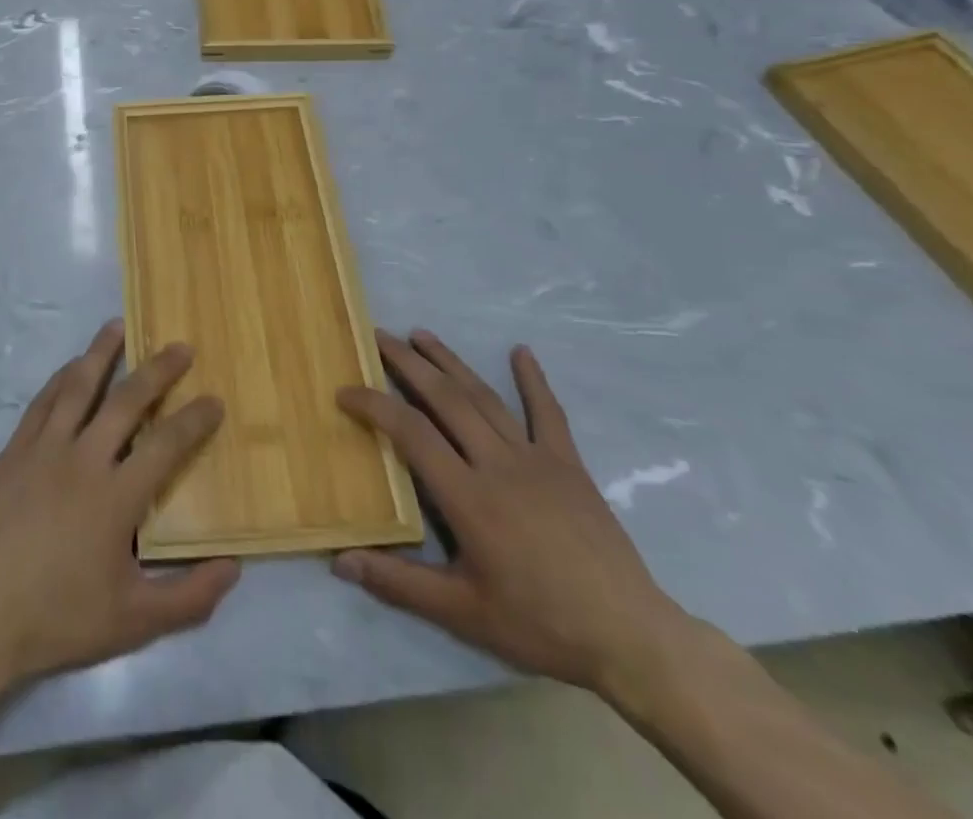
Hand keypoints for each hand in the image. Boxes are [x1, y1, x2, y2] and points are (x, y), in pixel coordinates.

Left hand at [0, 320, 240, 688]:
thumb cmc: (60, 617)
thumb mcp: (134, 621)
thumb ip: (189, 597)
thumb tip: (233, 568)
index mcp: (116, 496)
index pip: (166, 444)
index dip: (194, 420)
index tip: (215, 400)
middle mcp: (83, 459)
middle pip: (126, 401)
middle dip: (157, 370)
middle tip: (179, 346)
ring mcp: (44, 450)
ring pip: (77, 387)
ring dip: (101, 353)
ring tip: (117, 326)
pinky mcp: (14, 452)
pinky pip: (42, 403)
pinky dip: (60, 379)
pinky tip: (71, 367)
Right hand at [335, 330, 690, 696]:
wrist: (632, 638)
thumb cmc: (540, 624)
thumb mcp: (463, 614)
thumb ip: (399, 583)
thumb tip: (340, 561)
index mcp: (468, 497)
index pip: (410, 433)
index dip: (374, 405)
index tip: (344, 391)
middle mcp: (498, 464)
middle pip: (444, 399)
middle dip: (407, 363)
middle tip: (377, 336)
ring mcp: (536, 459)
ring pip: (484, 397)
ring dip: (450, 362)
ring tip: (421, 334)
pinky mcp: (568, 464)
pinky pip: (548, 414)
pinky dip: (533, 380)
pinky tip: (521, 351)